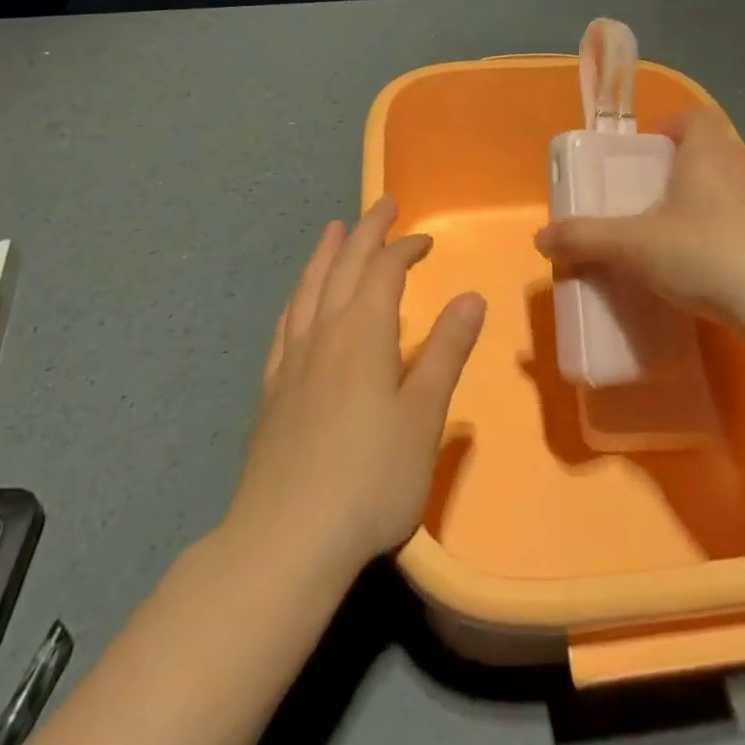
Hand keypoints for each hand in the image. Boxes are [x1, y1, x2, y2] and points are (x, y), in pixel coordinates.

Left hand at [228, 196, 485, 580]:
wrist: (286, 541)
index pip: (385, 272)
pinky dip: (297, 297)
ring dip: (326, 254)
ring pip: (309, 288)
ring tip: (334, 229)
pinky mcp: (273, 390)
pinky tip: (298, 300)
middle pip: (344, 267)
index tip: (426, 240)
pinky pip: (285, 324)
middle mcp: (325, 333)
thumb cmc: (370, 479)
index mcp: (364, 334)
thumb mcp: (424, 416)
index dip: (406, 249)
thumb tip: (470, 296)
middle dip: (367, 232)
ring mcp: (293, 361)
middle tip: (383, 204)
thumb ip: (446, 352)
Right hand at [534, 108, 744, 328]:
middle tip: (651, 201)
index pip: (693, 117)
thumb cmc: (705, 255)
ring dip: (708, 204)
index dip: (668, 128)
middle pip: (711, 153)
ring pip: (734, 188)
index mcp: (709, 153)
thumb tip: (541, 237)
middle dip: (681, 171)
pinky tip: (716, 270)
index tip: (645, 154)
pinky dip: (733, 235)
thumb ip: (585, 238)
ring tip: (680, 239)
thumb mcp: (633, 247)